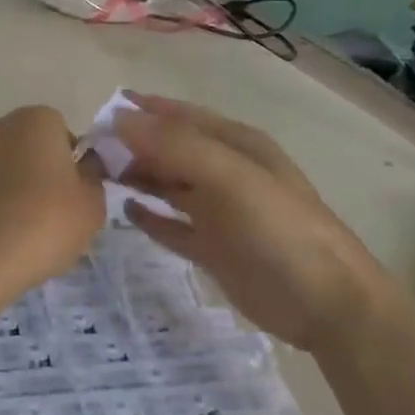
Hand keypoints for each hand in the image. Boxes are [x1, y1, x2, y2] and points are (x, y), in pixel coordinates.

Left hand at [0, 106, 106, 294]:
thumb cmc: (46, 221)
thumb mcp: (92, 203)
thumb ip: (95, 176)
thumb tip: (86, 165)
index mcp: (38, 118)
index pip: (68, 134)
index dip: (78, 163)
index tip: (80, 193)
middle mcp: (4, 126)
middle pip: (40, 148)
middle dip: (52, 173)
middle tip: (63, 211)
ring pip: (18, 168)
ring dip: (29, 188)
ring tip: (38, 227)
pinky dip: (8, 202)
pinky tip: (14, 232)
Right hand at [112, 94, 389, 348]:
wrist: (327, 304)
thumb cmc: (280, 229)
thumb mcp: (230, 177)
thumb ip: (176, 146)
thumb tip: (120, 119)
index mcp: (236, 145)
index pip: (181, 117)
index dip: (144, 111)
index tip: (101, 110)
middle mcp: (226, 172)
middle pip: (171, 150)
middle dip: (133, 146)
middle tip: (88, 151)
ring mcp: (220, 212)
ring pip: (168, 185)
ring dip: (137, 177)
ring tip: (97, 176)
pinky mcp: (214, 249)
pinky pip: (173, 226)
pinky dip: (151, 217)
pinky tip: (127, 212)